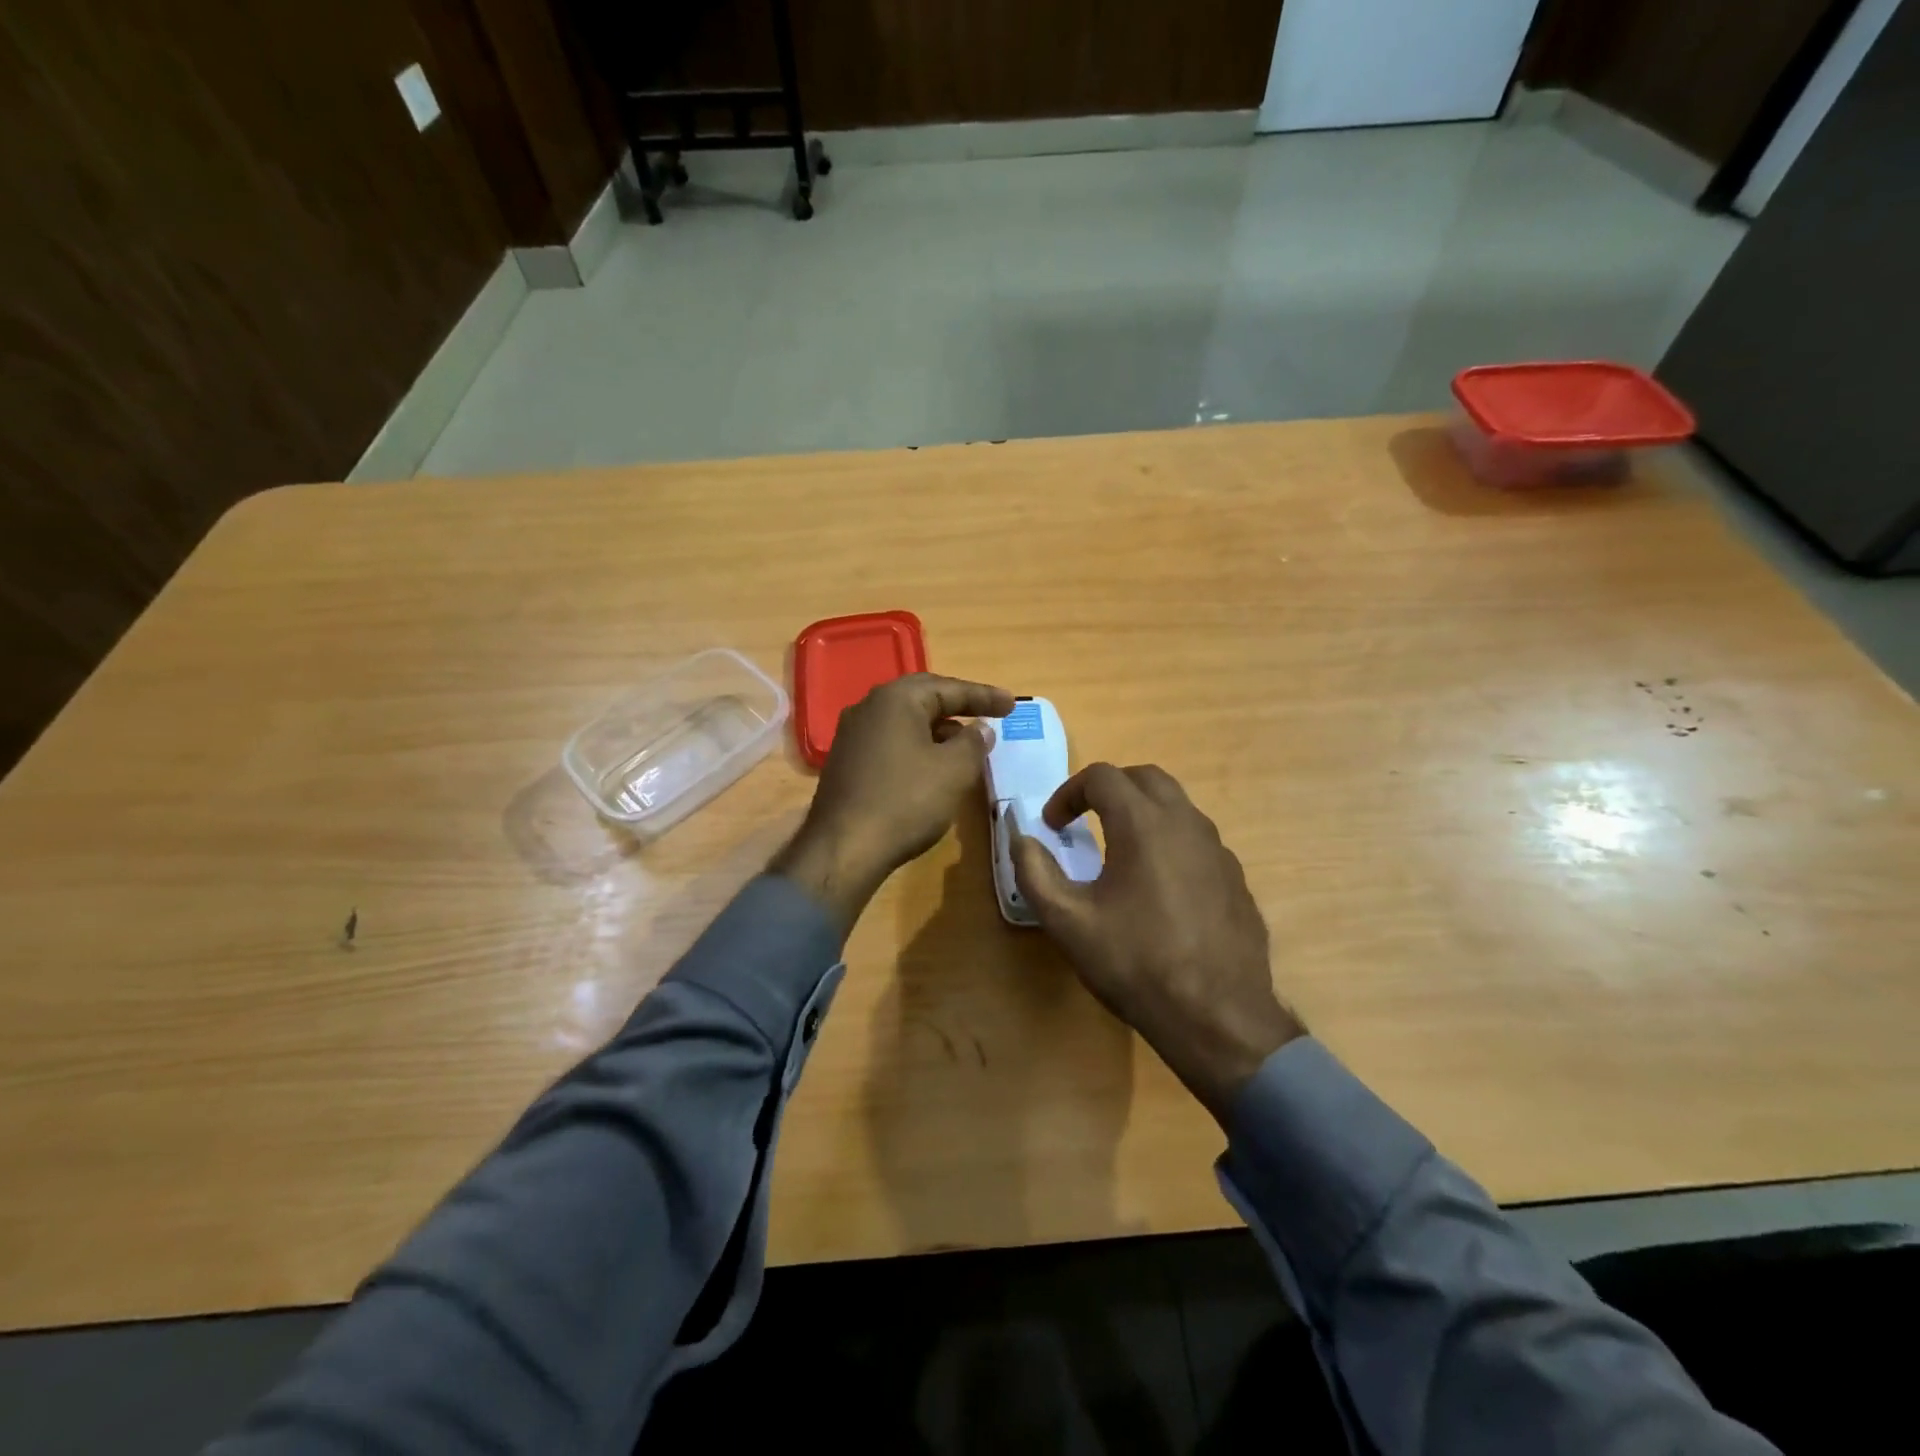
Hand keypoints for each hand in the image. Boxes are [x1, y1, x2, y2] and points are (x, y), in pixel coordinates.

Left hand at [772, 673, 1015, 935]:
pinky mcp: (846, 762)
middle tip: (988, 715)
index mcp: (896, 699)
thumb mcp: (954, 771)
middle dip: (958, 707)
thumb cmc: (906, 801)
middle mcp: (869, 707)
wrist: (844, 848)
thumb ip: (973, 743)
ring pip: (905, 722)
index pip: (948, 688)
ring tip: (967, 746)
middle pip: (923, 698)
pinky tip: (932, 768)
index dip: (984, 696)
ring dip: (938, 730)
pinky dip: (917, 747)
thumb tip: (980, 730)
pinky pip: (891, 742)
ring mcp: (852, 735)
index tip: (1012, 705)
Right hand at [1009, 763, 1303, 1123]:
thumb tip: (1022, 840)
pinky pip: (1197, 840)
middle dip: (1109, 789)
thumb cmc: (1135, 963)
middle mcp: (1186, 823)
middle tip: (1084, 820)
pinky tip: (1159, 887)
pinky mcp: (1235, 877)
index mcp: (1143, 823)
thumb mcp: (1068, 922)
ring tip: (1120, 851)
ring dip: (1142, 813)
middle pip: (1146, 777)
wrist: (1217, 1016)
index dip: (1068, 792)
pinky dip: (1170, 842)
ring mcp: (1218, 849)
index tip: (1052, 825)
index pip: (1102, 776)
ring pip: (1177, 806)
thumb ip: (1035, 872)